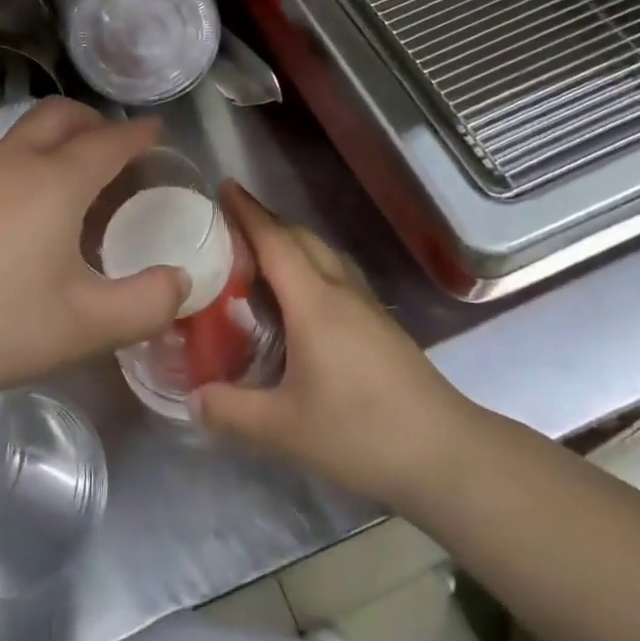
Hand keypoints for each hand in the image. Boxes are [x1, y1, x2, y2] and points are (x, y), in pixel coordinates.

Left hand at [0, 99, 188, 408]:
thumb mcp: (86, 325)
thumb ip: (146, 303)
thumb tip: (181, 281)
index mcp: (54, 182)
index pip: (108, 142)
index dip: (138, 134)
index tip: (158, 130)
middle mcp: (14, 163)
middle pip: (60, 115)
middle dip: (95, 120)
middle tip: (118, 148)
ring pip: (25, 132)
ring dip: (59, 137)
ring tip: (77, 179)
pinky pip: (2, 157)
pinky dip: (31, 159)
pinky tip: (29, 210)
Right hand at [195, 183, 470, 507]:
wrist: (447, 455)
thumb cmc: (362, 432)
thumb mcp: (285, 429)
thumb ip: (231, 411)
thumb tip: (192, 399)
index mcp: (314, 302)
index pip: (274, 241)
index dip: (247, 211)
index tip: (223, 185)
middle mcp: (340, 291)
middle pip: (301, 238)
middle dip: (266, 221)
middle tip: (230, 225)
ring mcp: (366, 306)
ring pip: (324, 253)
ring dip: (291, 241)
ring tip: (262, 254)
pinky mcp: (382, 326)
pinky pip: (338, 274)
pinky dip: (311, 265)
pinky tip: (303, 296)